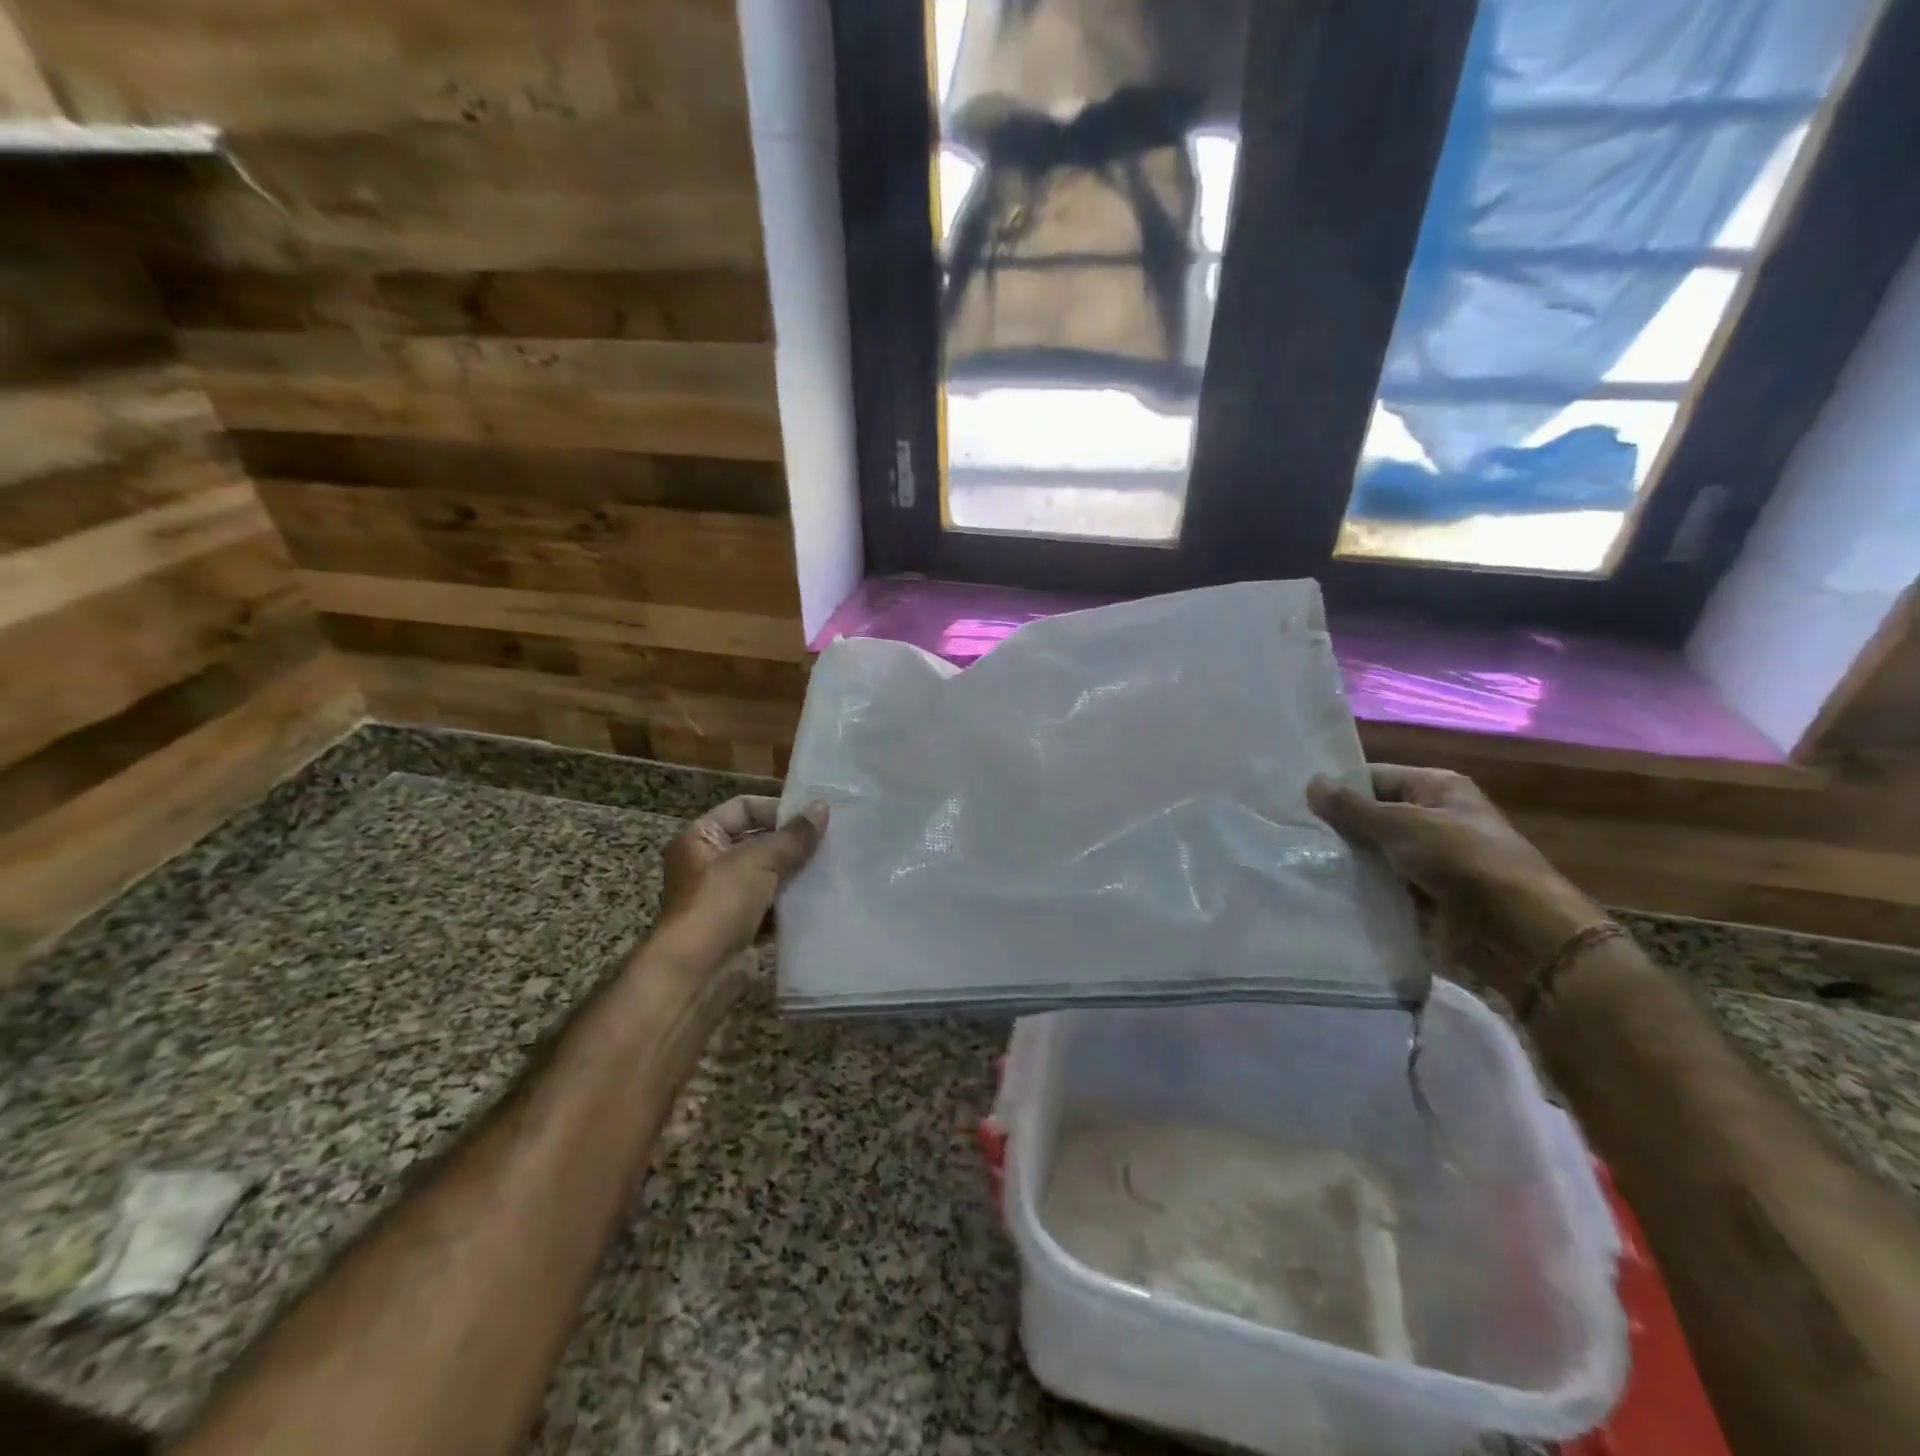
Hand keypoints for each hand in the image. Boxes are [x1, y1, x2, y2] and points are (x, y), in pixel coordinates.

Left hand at [655, 796, 828, 963]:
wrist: (698, 974)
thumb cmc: (720, 904)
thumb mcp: (759, 861)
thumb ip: (794, 836)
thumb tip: (822, 807)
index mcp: (700, 838)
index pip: (743, 809)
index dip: (777, 809)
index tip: (814, 816)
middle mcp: (709, 864)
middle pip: (758, 842)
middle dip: (792, 842)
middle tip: (832, 840)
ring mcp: (725, 897)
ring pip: (768, 875)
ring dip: (796, 872)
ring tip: (833, 866)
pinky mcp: (741, 926)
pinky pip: (773, 905)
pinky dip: (793, 902)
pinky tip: (823, 897)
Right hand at [1309, 765, 1606, 1001]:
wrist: (1515, 933)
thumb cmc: (1464, 861)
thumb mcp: (1404, 825)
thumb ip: (1354, 808)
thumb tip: (1311, 782)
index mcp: (1436, 789)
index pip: (1373, 778)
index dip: (1337, 787)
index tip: (1293, 800)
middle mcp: (1430, 820)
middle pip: (1369, 817)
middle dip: (1335, 827)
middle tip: (1287, 833)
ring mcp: (1425, 862)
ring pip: (1370, 855)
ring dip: (1342, 861)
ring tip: (1294, 861)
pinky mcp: (1419, 898)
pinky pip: (1377, 887)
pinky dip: (1355, 889)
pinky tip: (1318, 889)